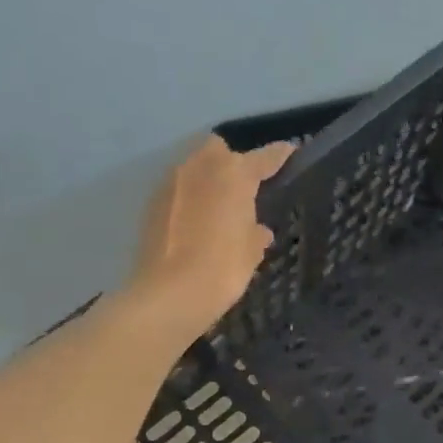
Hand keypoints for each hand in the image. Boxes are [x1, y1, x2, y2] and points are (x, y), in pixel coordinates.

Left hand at [122, 136, 293, 344]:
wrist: (169, 293)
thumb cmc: (223, 268)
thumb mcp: (252, 252)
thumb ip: (256, 233)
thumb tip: (258, 229)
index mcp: (234, 175)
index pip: (263, 157)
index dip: (279, 155)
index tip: (290, 153)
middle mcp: (200, 168)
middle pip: (218, 149)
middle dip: (231, 160)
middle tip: (244, 186)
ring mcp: (171, 184)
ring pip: (194, 167)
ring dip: (208, 180)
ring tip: (220, 208)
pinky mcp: (152, 203)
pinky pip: (177, 190)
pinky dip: (189, 199)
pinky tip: (197, 224)